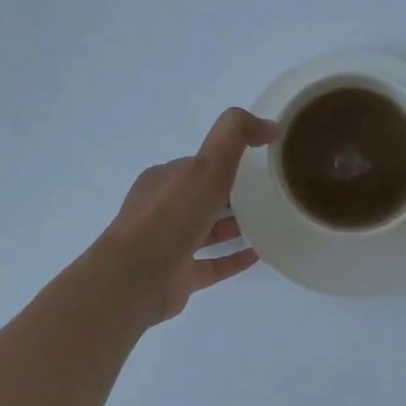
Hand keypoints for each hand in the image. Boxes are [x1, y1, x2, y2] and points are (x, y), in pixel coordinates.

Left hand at [101, 107, 279, 324]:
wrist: (135, 280)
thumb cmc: (170, 217)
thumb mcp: (207, 165)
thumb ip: (236, 136)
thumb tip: (270, 126)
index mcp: (165, 180)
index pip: (199, 165)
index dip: (227, 161)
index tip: (261, 163)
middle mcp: (163, 210)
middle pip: (203, 197)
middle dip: (232, 194)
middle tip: (270, 194)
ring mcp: (169, 246)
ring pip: (207, 232)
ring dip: (234, 226)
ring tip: (270, 223)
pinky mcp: (178, 277)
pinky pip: (212, 265)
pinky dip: (233, 259)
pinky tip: (258, 255)